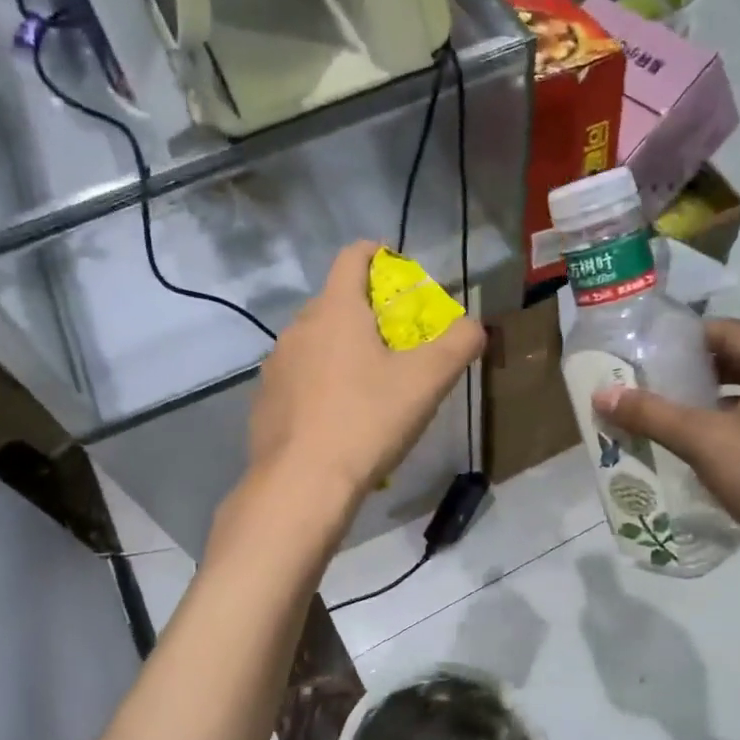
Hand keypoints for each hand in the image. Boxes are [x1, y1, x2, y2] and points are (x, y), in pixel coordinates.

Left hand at [249, 241, 484, 508]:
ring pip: (315, 343)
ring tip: (369, 387)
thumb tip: (474, 326)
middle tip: (398, 344)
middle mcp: (298, 328)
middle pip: (335, 302)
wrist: (302, 483)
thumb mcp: (427, 381)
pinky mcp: (264, 401)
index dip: (380, 256)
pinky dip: (320, 385)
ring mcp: (276, 366)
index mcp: (335, 310)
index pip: (352, 256)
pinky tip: (338, 419)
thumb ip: (459, 343)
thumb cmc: (367, 421)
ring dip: (342, 351)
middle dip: (368, 313)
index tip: (402, 277)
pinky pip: (299, 378)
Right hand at [591, 320, 739, 597]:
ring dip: (721, 407)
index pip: (730, 332)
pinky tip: (716, 457)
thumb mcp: (705, 442)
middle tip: (655, 389)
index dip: (686, 339)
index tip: (648, 353)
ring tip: (677, 423)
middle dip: (699, 376)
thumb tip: (602, 394)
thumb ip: (653, 415)